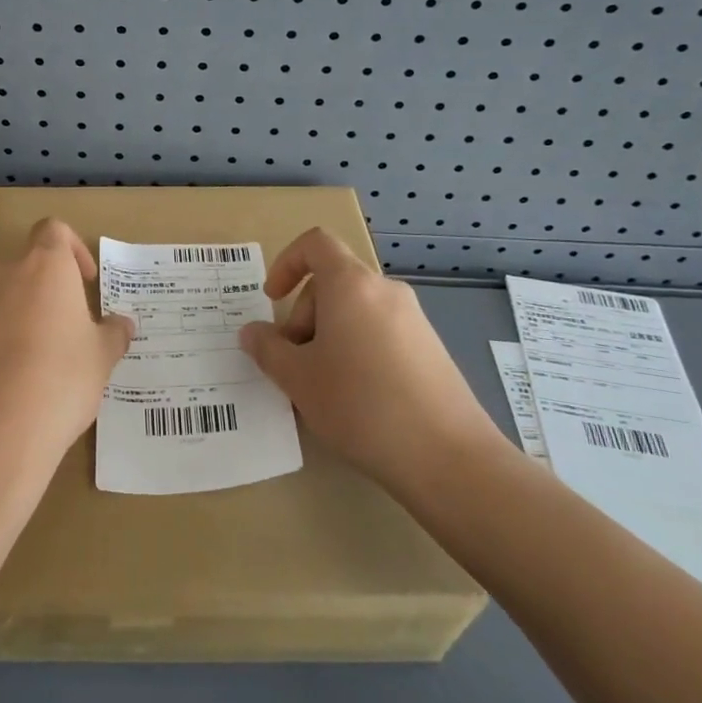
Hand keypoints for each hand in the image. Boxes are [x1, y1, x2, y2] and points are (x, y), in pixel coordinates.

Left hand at [0, 218, 134, 497]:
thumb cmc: (62, 376)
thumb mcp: (101, 356)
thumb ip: (113, 334)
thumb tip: (123, 324)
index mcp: (45, 264)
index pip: (53, 229)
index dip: (73, 248)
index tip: (87, 281)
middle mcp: (7, 274)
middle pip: (28, 262)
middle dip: (50, 285)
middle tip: (72, 320)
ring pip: (7, 295)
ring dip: (27, 312)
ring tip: (50, 353)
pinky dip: (7, 339)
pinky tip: (25, 377)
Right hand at [240, 228, 500, 496]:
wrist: (448, 458)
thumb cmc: (360, 405)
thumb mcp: (298, 379)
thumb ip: (267, 349)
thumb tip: (253, 333)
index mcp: (351, 285)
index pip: (315, 244)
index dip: (286, 263)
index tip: (272, 300)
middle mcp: (385, 291)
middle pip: (332, 282)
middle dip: (303, 316)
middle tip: (294, 364)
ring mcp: (414, 320)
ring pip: (355, 311)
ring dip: (328, 338)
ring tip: (322, 388)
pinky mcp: (431, 349)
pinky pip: (380, 333)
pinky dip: (357, 351)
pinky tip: (357, 400)